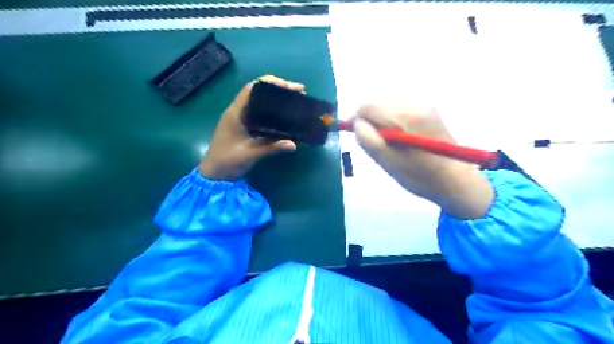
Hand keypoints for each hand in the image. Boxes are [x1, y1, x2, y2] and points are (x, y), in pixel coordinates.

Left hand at [200, 75, 301, 180]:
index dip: (271, 83)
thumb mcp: (250, 154)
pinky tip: (285, 118)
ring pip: (261, 103)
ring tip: (296, 103)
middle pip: (259, 93)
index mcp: (236, 112)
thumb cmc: (227, 161)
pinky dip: (274, 113)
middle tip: (299, 94)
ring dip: (277, 101)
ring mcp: (241, 119)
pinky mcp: (245, 128)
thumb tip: (294, 144)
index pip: (253, 88)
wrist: (214, 175)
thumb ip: (271, 148)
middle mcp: (238, 112)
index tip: (290, 87)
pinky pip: (261, 115)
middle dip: (279, 91)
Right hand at [353, 103, 492, 218]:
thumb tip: (356, 123)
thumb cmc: (419, 176)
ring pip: (388, 108)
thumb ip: (367, 140)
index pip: (367, 108)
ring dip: (383, 124)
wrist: (455, 180)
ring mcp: (424, 104)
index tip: (357, 136)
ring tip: (392, 146)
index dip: (356, 121)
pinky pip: (400, 111)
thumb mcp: (388, 162)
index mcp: (404, 117)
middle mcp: (415, 103)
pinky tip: (403, 140)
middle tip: (378, 147)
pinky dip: (394, 123)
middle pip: (378, 106)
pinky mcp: (429, 109)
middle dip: (372, 124)